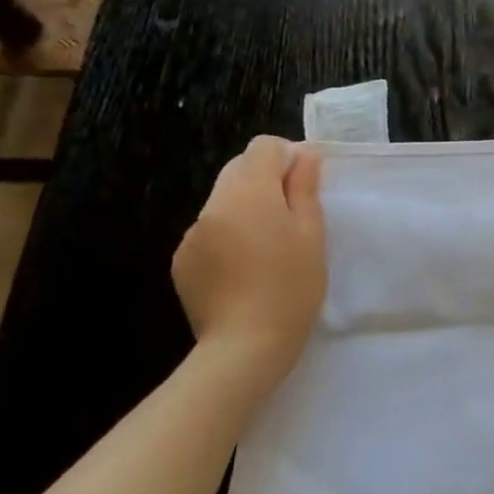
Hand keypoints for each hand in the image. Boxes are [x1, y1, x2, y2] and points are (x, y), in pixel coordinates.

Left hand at [172, 136, 326, 375]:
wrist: (245, 346)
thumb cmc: (291, 286)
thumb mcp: (312, 234)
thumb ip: (305, 188)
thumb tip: (305, 155)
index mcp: (249, 193)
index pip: (263, 147)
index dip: (287, 158)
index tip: (303, 186)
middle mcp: (213, 205)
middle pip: (239, 170)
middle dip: (265, 181)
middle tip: (290, 217)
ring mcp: (192, 234)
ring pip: (224, 201)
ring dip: (246, 209)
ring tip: (266, 248)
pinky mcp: (182, 260)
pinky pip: (209, 230)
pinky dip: (227, 236)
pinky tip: (243, 269)